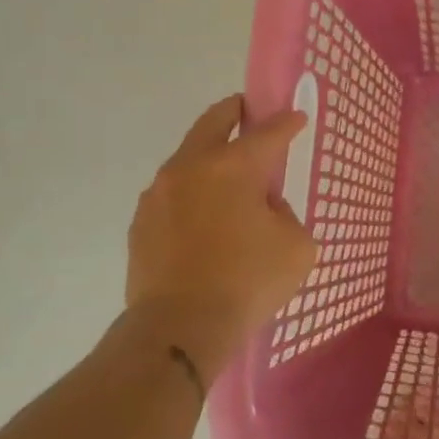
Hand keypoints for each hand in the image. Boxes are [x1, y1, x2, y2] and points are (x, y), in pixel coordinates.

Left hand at [125, 95, 316, 370]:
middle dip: (234, 111)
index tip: (296, 117)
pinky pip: (173, 193)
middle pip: (213, 123)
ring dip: (209, 155)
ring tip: (227, 173)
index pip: (268, 132)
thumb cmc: (247, 282)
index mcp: (233, 167)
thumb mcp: (296, 246)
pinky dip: (192, 192)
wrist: (179, 328)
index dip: (286, 122)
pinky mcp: (141, 222)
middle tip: (247, 110)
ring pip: (187, 157)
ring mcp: (159, 194)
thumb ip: (285, 214)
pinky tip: (204, 215)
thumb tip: (262, 208)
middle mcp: (191, 167)